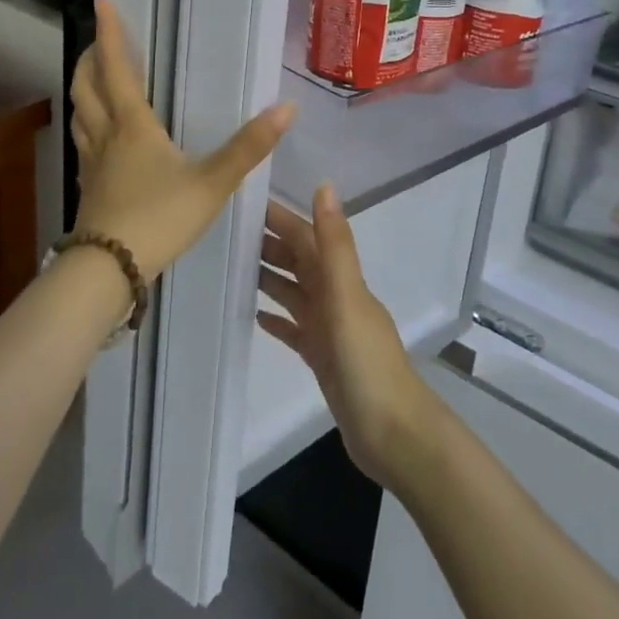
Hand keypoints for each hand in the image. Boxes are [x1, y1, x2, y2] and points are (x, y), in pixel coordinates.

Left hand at [70, 0, 294, 278]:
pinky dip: (88, 127)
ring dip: (83, 92)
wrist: (108, 271)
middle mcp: (106, 138)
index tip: (101, 4)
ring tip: (93, 82)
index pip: (116, 70)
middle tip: (98, 42)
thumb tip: (287, 108)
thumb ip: (249, 147)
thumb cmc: (159, 218)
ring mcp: (93, 165)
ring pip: (80, 116)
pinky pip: (84, 145)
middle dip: (90, 60)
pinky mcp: (90, 190)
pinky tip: (100, 141)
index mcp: (133, 126)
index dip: (110, 35)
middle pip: (86, 88)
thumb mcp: (212, 182)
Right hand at [258, 186, 440, 490]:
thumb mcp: (346, 297)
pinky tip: (254, 316)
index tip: (243, 201)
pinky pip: (295, 330)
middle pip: (298, 261)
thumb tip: (324, 184)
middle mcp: (335, 296)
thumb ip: (334, 244)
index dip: (279, 217)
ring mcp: (330, 329)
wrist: (392, 433)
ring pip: (294, 292)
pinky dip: (278, 319)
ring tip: (233, 267)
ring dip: (269, 277)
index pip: (305, 236)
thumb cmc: (366, 362)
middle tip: (226, 233)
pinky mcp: (323, 359)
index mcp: (340, 278)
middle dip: (269, 244)